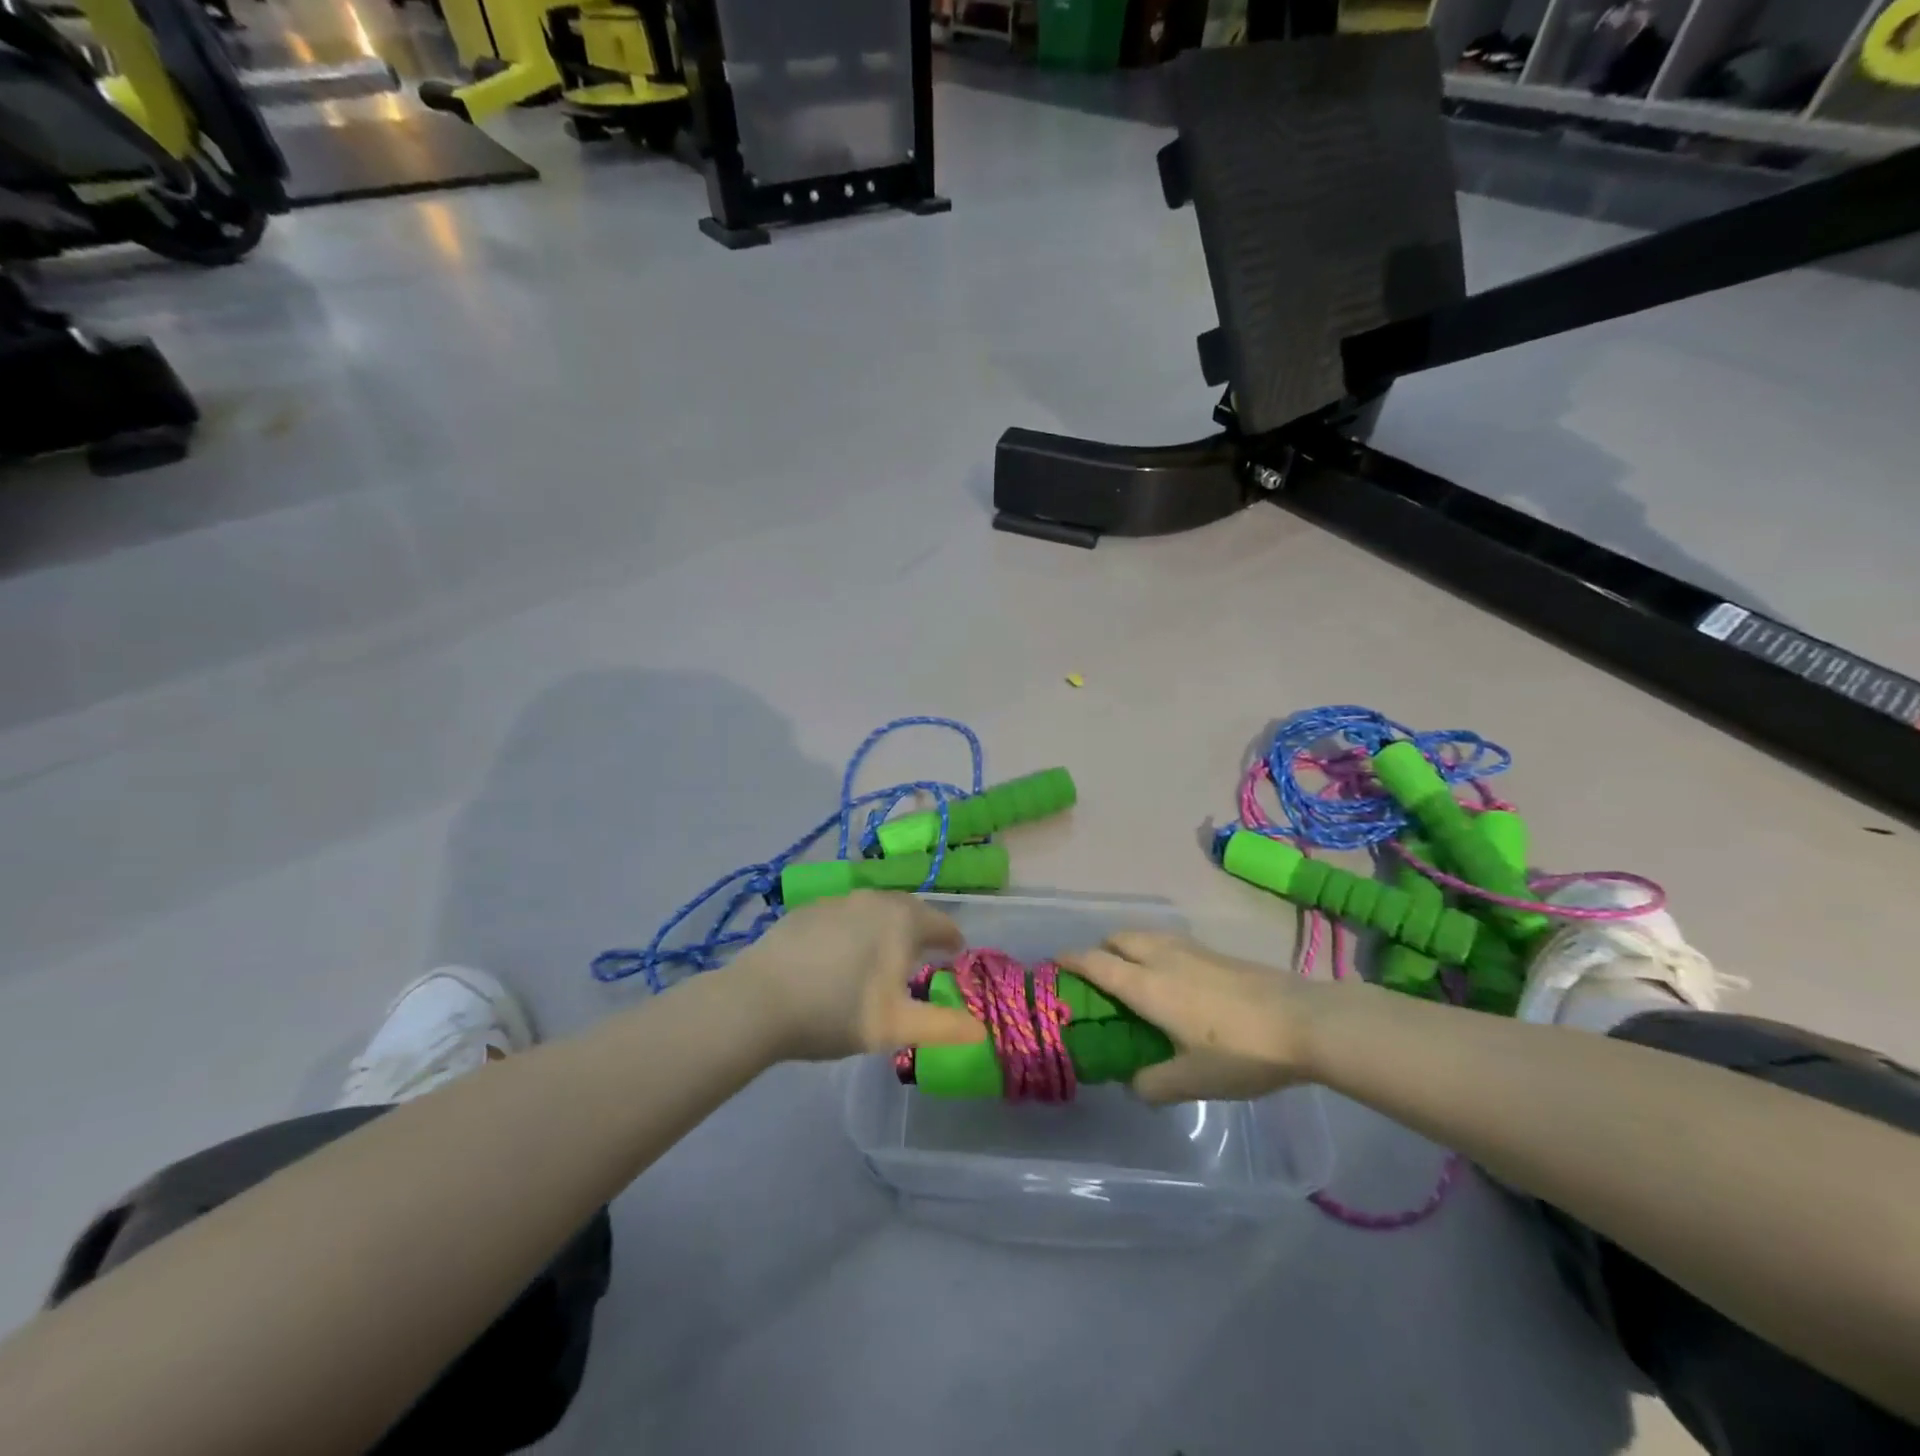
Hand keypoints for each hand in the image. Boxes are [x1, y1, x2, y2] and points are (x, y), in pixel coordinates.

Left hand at [733, 892, 986, 1061]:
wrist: (760, 1001)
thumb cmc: (837, 1012)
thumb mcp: (896, 1027)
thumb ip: (944, 1026)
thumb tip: (981, 1030)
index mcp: (902, 920)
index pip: (941, 923)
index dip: (952, 940)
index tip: (955, 954)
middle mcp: (874, 899)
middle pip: (909, 910)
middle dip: (921, 930)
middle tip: (923, 955)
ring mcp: (838, 900)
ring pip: (875, 909)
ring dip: (886, 927)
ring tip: (883, 954)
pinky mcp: (807, 909)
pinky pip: (845, 914)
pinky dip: (854, 929)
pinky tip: (841, 954)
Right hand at [1059, 932, 1313, 1103]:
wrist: (1303, 1022)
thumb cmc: (1240, 1051)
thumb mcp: (1193, 1081)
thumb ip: (1154, 1084)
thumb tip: (1133, 1084)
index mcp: (1147, 985)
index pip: (1097, 963)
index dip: (1072, 960)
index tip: (1055, 962)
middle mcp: (1163, 958)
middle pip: (1119, 938)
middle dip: (1101, 949)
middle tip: (1098, 976)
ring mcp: (1192, 950)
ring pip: (1146, 935)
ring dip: (1129, 946)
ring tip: (1134, 974)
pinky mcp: (1217, 953)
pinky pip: (1170, 941)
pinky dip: (1156, 950)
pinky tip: (1174, 979)